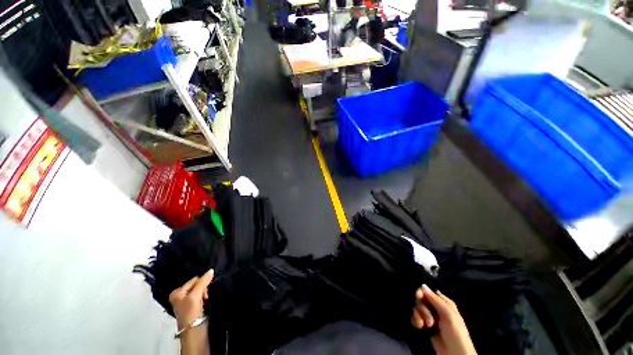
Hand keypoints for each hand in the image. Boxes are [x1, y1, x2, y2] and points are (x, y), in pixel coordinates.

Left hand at [169, 269, 213, 354]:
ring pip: (199, 291)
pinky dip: (204, 297)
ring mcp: (186, 302)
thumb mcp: (196, 295)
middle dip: (203, 288)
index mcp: (177, 292)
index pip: (194, 280)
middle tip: (205, 296)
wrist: (193, 330)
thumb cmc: (191, 312)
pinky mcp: (192, 307)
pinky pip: (200, 297)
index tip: (205, 291)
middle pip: (196, 285)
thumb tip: (211, 270)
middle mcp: (179, 296)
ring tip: (205, 300)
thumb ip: (203, 282)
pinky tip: (205, 302)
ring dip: (204, 293)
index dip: (202, 283)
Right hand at [411, 284, 476, 354]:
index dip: (422, 293)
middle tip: (429, 320)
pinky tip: (420, 327)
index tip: (419, 297)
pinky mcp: (425, 326)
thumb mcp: (448, 315)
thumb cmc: (456, 333)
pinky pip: (415, 317)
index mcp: (444, 303)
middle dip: (422, 309)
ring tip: (425, 326)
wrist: (454, 354)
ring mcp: (430, 317)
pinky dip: (415, 321)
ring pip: (417, 308)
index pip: (428, 292)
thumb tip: (422, 285)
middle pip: (421, 299)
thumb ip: (435, 300)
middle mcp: (436, 308)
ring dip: (418, 316)